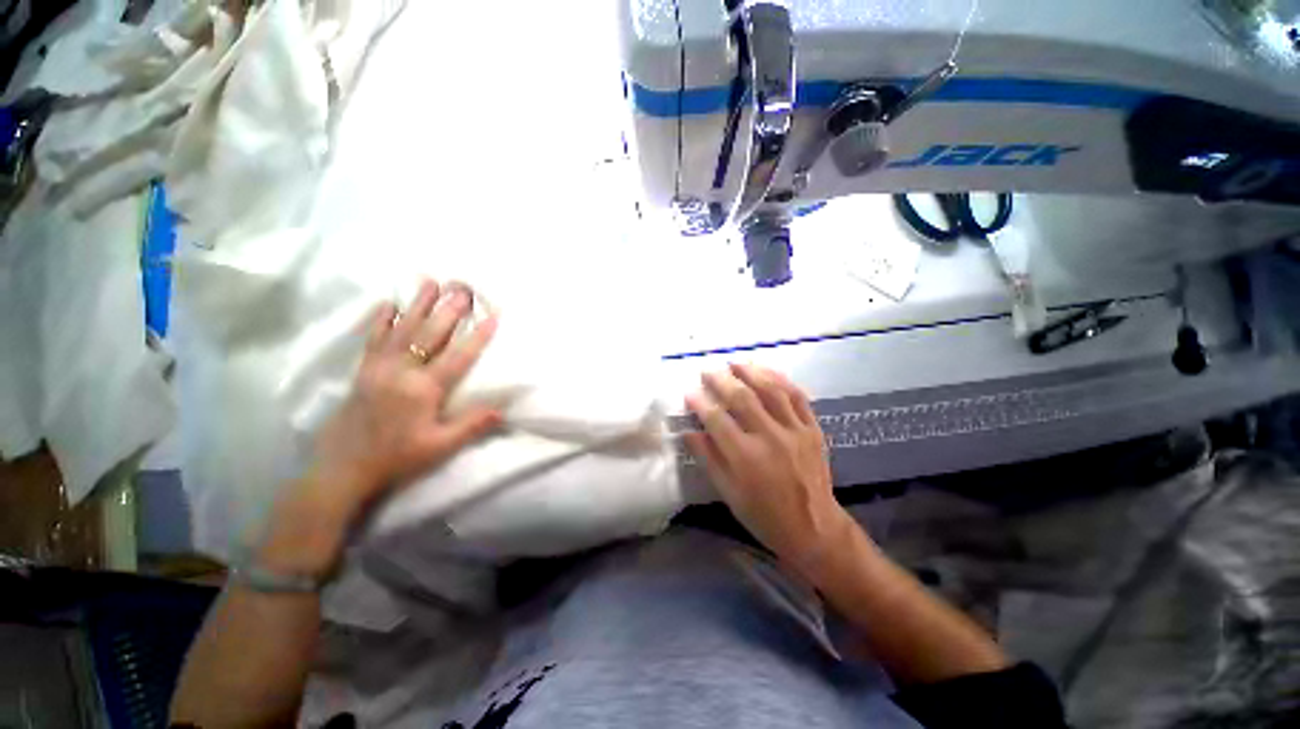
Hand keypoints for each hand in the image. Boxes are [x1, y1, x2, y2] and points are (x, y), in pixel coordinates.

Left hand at [303, 279, 501, 522]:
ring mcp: (378, 368)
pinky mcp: (363, 371)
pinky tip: (388, 304)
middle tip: (463, 288)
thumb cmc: (396, 458)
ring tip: (430, 282)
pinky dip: (381, 319)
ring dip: (417, 305)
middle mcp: (400, 372)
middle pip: (429, 334)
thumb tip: (503, 410)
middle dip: (449, 310)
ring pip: (401, 329)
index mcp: (422, 390)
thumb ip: (471, 426)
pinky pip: (373, 339)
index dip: (477, 337)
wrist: (343, 469)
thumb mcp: (439, 447)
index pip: (457, 357)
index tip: (493, 317)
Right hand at [685, 364, 853, 575]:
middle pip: (742, 398)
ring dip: (751, 372)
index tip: (689, 392)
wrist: (814, 528)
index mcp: (746, 458)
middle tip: (707, 371)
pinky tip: (767, 372)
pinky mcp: (812, 429)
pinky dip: (781, 380)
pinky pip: (797, 397)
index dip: (700, 402)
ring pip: (771, 390)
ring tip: (734, 363)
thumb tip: (688, 432)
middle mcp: (770, 438)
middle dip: (721, 380)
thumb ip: (708, 458)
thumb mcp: (728, 493)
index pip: (716, 419)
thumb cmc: (763, 515)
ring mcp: (795, 431)